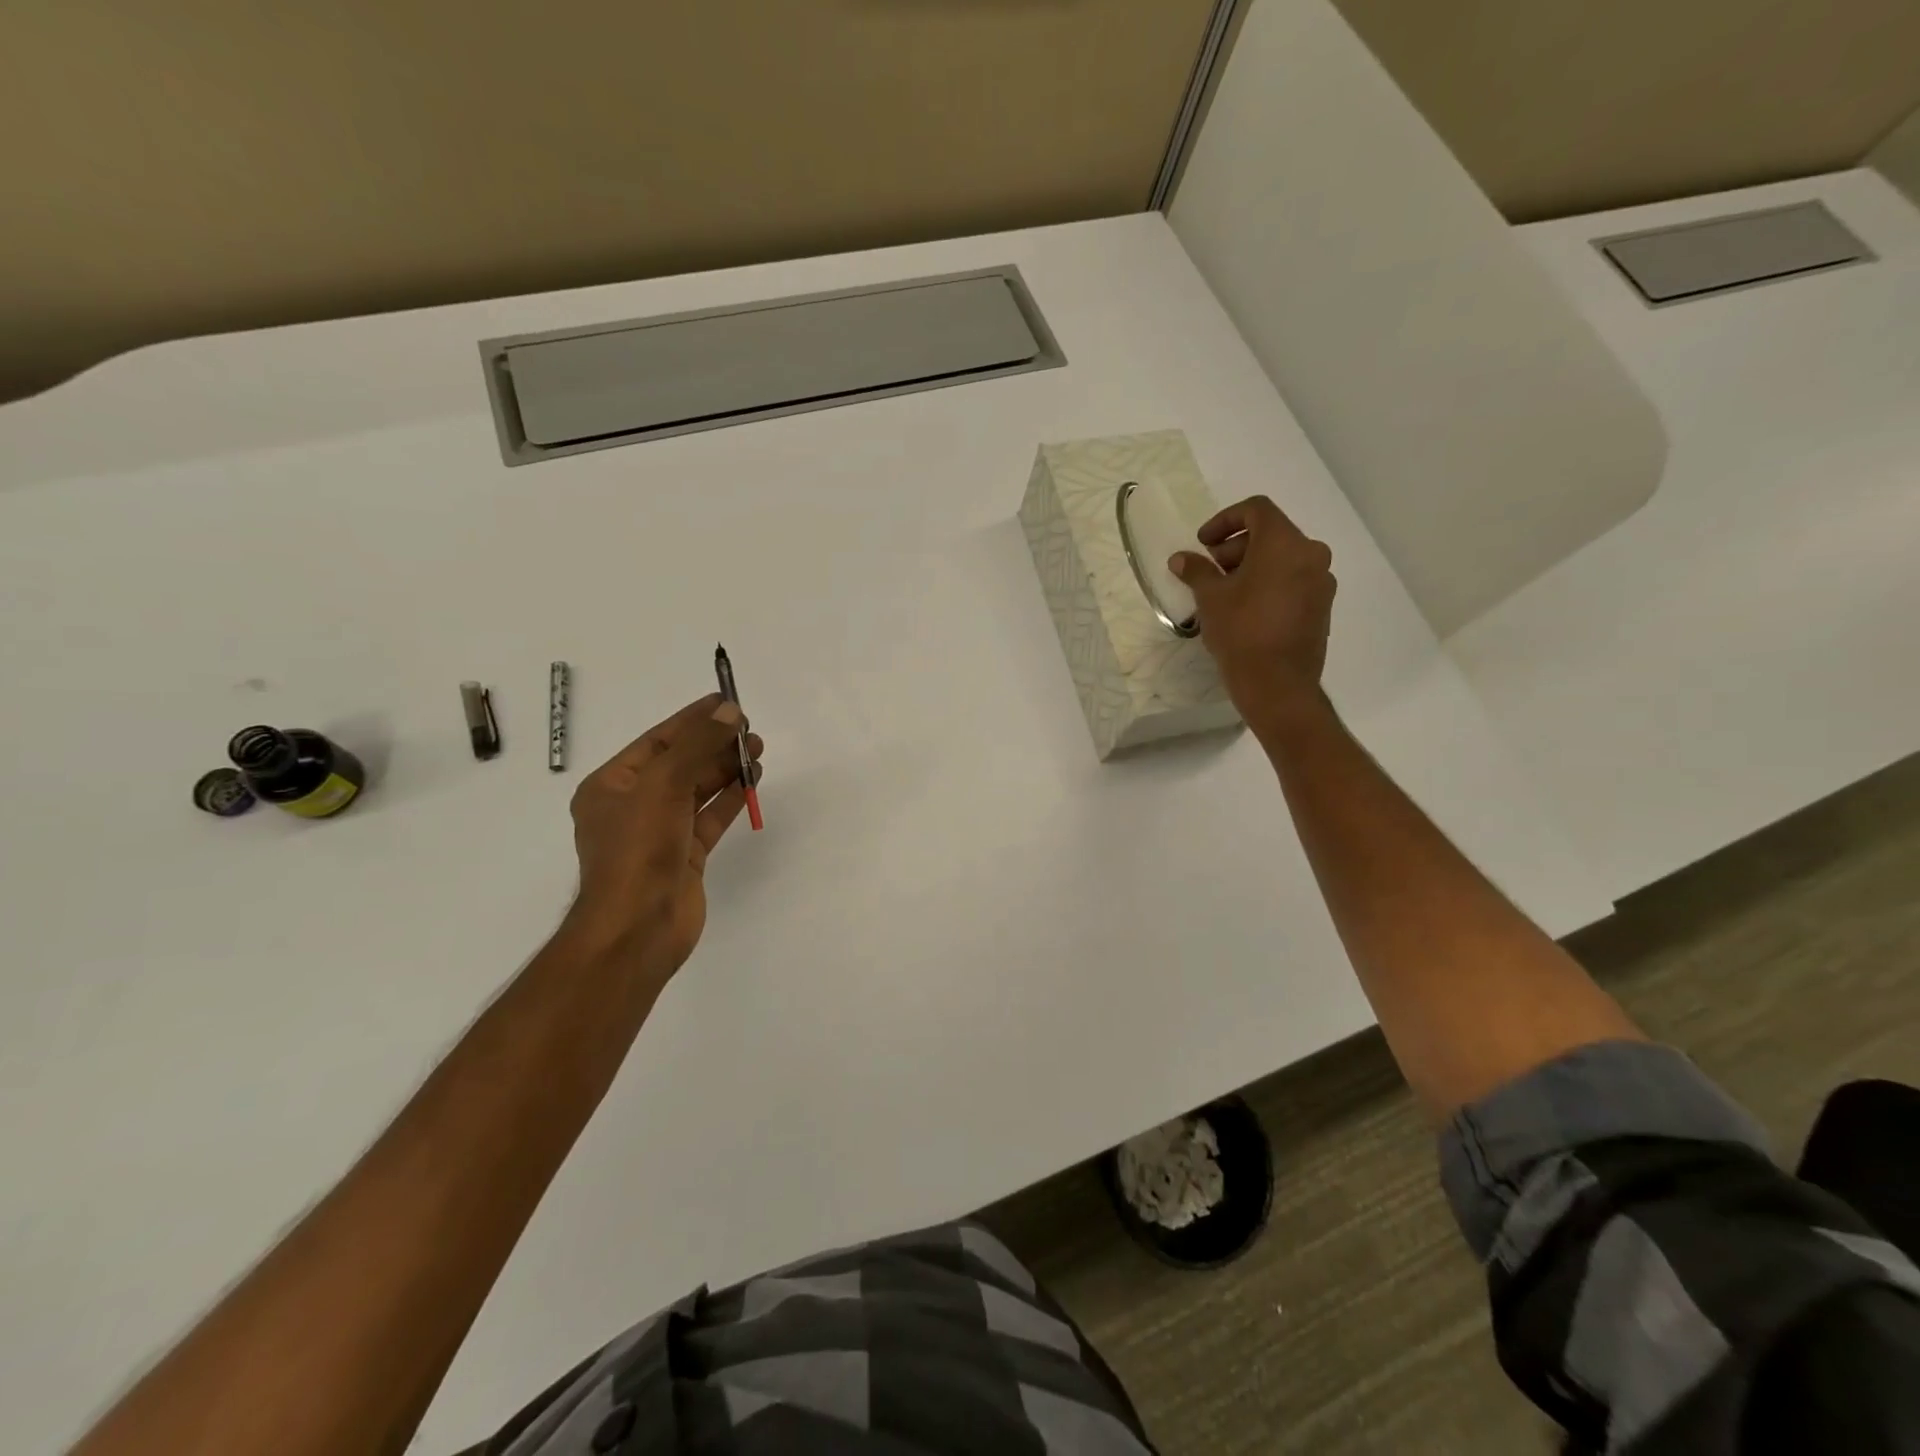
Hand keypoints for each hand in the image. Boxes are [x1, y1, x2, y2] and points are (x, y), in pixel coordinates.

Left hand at [564, 693, 764, 981]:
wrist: (638, 927)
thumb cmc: (638, 849)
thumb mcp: (663, 785)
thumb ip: (698, 746)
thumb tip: (730, 713)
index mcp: (611, 786)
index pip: (657, 741)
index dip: (692, 720)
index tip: (726, 702)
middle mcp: (633, 806)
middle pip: (680, 764)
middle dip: (714, 745)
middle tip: (750, 729)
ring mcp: (660, 833)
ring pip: (698, 791)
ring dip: (726, 770)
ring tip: (757, 750)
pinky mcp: (685, 856)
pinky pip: (710, 818)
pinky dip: (730, 799)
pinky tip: (752, 783)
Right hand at [1169, 496, 1335, 733]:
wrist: (1277, 683)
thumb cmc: (1241, 631)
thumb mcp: (1210, 597)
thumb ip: (1196, 571)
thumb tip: (1181, 559)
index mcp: (1284, 543)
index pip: (1256, 509)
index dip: (1225, 520)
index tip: (1204, 544)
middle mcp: (1311, 554)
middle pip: (1271, 533)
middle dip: (1236, 546)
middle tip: (1211, 569)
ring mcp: (1321, 581)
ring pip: (1283, 558)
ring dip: (1252, 565)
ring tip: (1225, 591)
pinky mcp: (1322, 606)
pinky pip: (1293, 581)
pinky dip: (1269, 583)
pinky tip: (1246, 608)